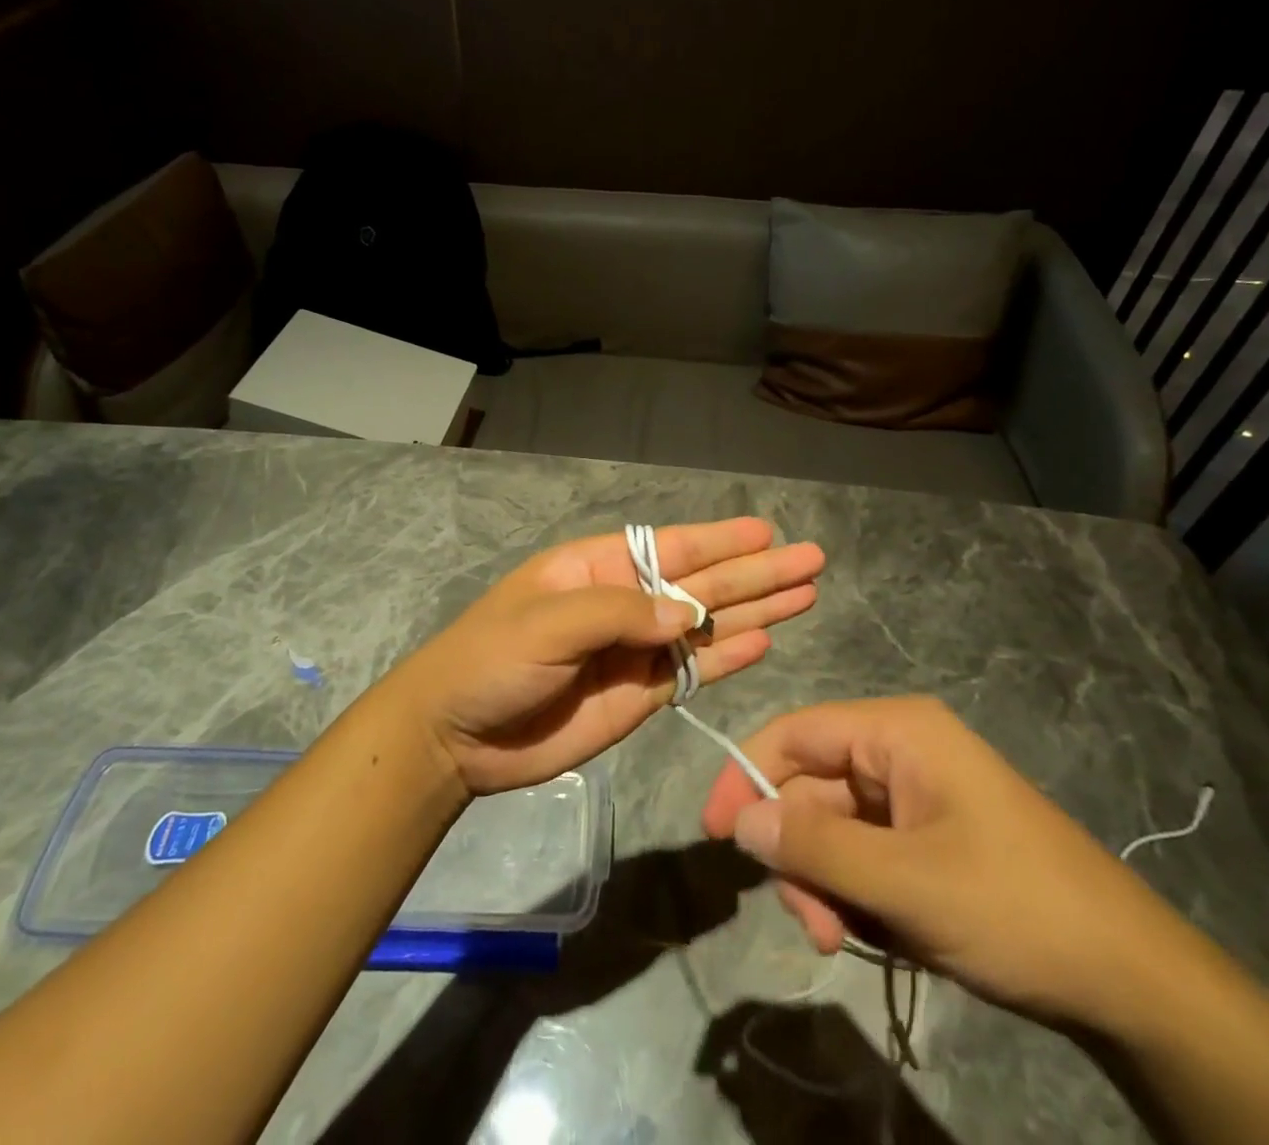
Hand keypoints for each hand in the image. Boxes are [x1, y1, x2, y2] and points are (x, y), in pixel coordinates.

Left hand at [390, 518, 823, 795]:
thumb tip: (689, 614)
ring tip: (806, 594)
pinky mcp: (640, 696)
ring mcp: (636, 651)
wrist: (457, 736)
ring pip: (708, 625)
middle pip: (703, 584)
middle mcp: (626, 604)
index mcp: (599, 569)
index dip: (720, 541)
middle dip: (756, 573)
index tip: (767, 533)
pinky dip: (728, 658)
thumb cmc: (492, 659)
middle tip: (812, 559)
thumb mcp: (547, 622)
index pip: (672, 548)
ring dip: (755, 610)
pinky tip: (765, 641)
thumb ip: (619, 614)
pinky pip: (693, 672)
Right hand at [700, 696, 1203, 1031]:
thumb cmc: (1016, 909)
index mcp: (897, 732)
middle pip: (812, 790)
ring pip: (834, 830)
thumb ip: (815, 847)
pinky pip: (864, 856)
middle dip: (799, 856)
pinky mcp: (928, 840)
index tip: (715, 834)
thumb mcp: (906, 882)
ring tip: (841, 940)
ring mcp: (916, 798)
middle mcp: (901, 753)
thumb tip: (739, 819)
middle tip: (811, 927)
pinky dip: (854, 896)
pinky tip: (873, 937)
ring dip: (824, 885)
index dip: (746, 775)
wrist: (1134, 982)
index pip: (795, 734)